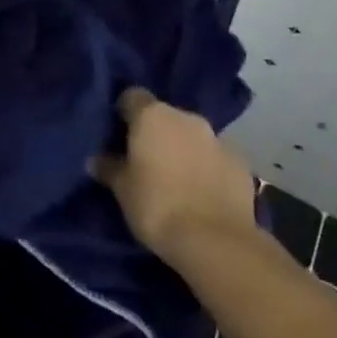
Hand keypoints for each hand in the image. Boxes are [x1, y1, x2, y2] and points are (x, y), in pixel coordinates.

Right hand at [93, 87, 256, 264]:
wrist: (216, 241)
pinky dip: (207, 167)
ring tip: (176, 178)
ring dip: (183, 149)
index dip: (124, 112)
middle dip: (156, 133)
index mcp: (153, 115)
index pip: (132, 96)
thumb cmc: (157, 206)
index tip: (119, 133)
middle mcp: (186, 117)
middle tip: (146, 160)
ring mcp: (217, 138)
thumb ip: (109, 168)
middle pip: (165, 115)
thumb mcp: (122, 190)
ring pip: (192, 135)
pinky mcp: (240, 162)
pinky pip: (215, 157)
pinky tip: (202, 191)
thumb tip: (95, 159)